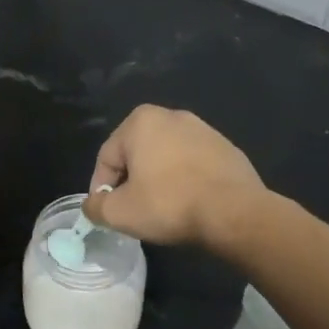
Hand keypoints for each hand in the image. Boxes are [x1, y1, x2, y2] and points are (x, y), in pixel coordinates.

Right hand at [83, 105, 264, 250]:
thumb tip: (92, 204)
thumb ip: (95, 206)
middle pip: (136, 154)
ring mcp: (203, 129)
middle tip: (133, 211)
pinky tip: (189, 204)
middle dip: (131, 182)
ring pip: (165, 158)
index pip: (107, 158)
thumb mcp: (119, 213)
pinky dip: (185, 181)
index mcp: (140, 121)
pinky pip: (193, 164)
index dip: (101, 188)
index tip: (107, 213)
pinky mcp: (226, 148)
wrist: (235, 212)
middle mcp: (171, 115)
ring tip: (162, 210)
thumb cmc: (169, 205)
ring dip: (158, 180)